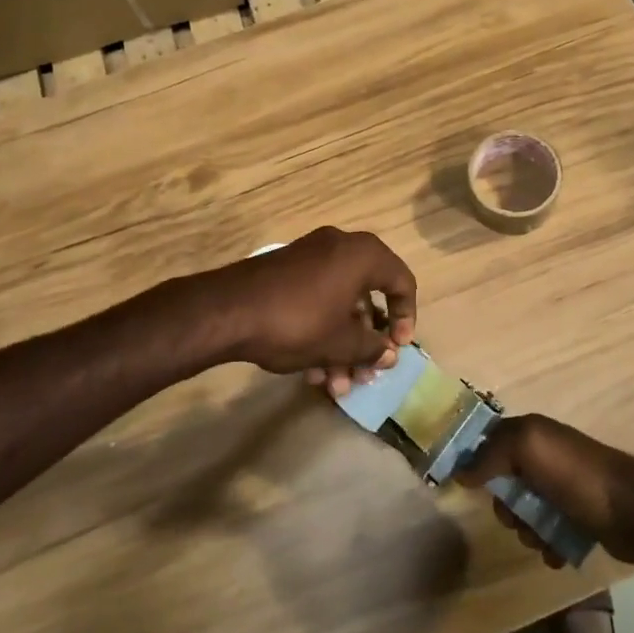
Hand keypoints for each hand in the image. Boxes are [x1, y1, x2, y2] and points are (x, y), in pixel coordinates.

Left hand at [202, 227, 415, 393]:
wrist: (227, 310)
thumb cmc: (297, 321)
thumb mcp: (340, 342)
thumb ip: (372, 348)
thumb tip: (389, 354)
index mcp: (363, 255)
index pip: (402, 282)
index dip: (406, 318)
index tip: (397, 348)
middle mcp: (341, 247)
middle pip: (368, 297)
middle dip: (367, 342)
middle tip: (364, 374)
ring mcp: (310, 256)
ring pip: (340, 303)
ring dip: (342, 345)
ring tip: (334, 385)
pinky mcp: (287, 271)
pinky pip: (318, 299)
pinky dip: (321, 330)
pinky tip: (311, 371)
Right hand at [456, 415, 633, 564]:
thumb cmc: (578, 476)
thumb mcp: (530, 449)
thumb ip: (492, 453)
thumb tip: (461, 470)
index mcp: (532, 433)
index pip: (490, 442)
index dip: (475, 463)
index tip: (466, 488)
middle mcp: (545, 456)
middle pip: (504, 483)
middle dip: (506, 506)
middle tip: (517, 517)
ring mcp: (562, 488)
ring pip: (524, 512)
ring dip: (527, 530)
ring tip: (543, 538)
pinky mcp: (577, 517)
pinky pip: (547, 533)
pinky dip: (547, 545)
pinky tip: (557, 552)